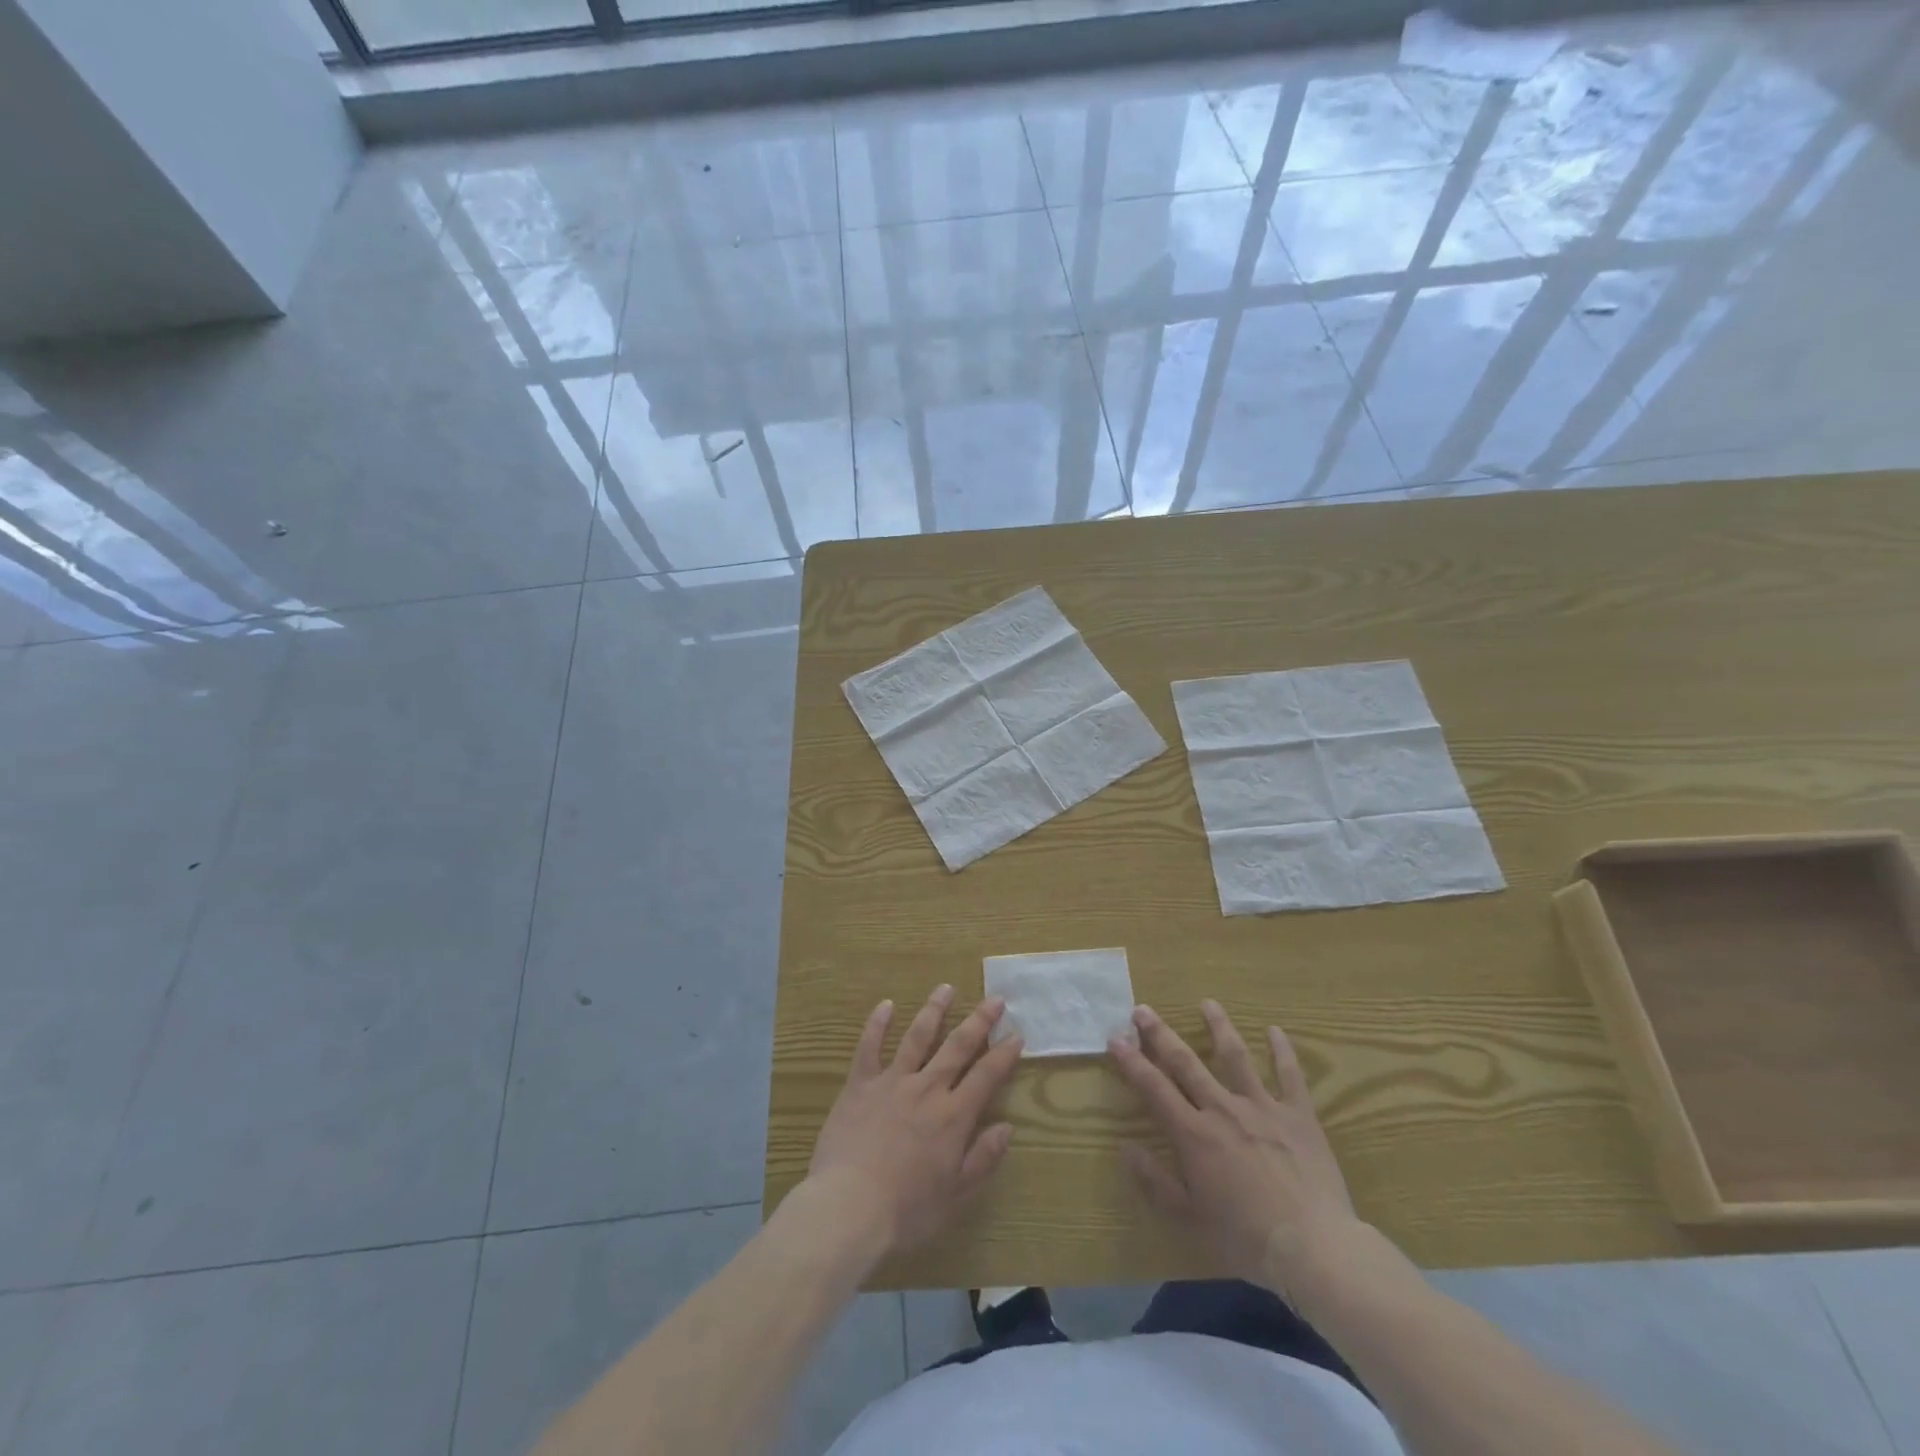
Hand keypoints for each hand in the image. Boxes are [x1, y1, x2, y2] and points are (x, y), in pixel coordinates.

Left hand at [805, 985, 1022, 1258]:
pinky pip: (869, 1047)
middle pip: (957, 1047)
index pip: (986, 1076)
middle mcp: (927, 1089)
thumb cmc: (906, 1211)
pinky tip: (885, 1004)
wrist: (849, 1208)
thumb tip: (1006, 1128)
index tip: (1017, 1035)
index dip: (1003, 1055)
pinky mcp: (860, 1085)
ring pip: (917, 1037)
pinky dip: (877, 1024)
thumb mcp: (955, 1195)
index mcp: (953, 1116)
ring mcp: (891, 1082)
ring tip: (946, 988)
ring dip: (934, 1010)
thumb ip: (982, 1159)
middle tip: (994, 999)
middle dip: (978, 1021)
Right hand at [1111, 1000, 1359, 1298]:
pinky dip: (1282, 1051)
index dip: (1132, 1061)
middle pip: (1186, 1062)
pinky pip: (1290, 1075)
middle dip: (1160, 1034)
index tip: (1115, 1038)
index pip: (1154, 1087)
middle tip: (1143, 1009)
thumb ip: (1156, 1181)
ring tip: (1207, 1003)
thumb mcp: (1190, 1218)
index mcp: (1193, 1134)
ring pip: (1235, 1056)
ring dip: (1218, 1026)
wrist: (1314, 1248)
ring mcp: (1262, 1107)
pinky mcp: (1298, 1115)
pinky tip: (1276, 1031)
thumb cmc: (1246, 1240)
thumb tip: (1126, 1147)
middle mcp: (1222, 1109)